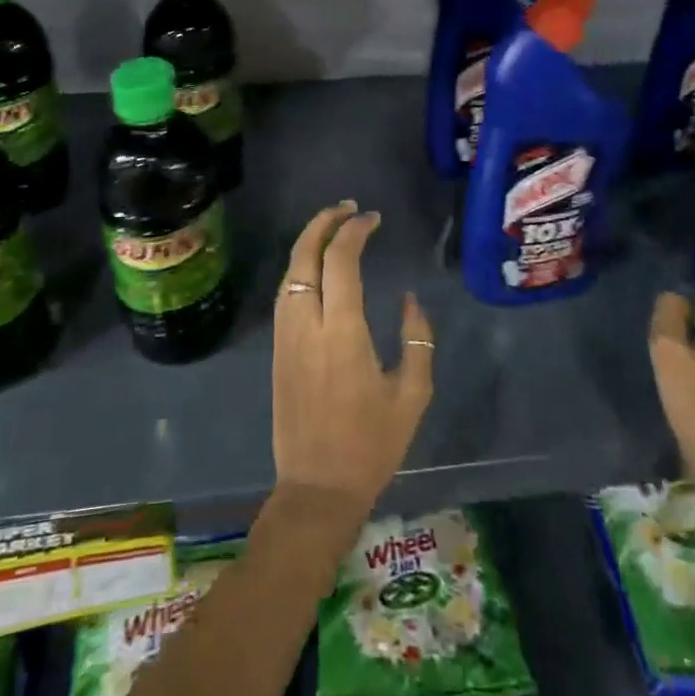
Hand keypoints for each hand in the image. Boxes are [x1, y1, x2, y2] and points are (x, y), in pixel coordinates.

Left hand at [272, 202, 434, 524]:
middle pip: (304, 255)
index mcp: (342, 332)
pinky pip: (284, 294)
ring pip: (289, 272)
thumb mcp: (412, 394)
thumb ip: (417, 339)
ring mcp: (286, 336)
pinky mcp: (277, 349)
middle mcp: (306, 325)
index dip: (355, 231)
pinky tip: (316, 267)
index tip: (373, 219)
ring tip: (333, 227)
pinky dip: (299, 267)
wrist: (317, 487)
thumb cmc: (372, 444)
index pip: (340, 260)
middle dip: (323, 222)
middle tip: (348, 208)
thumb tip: (409, 299)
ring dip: (308, 241)